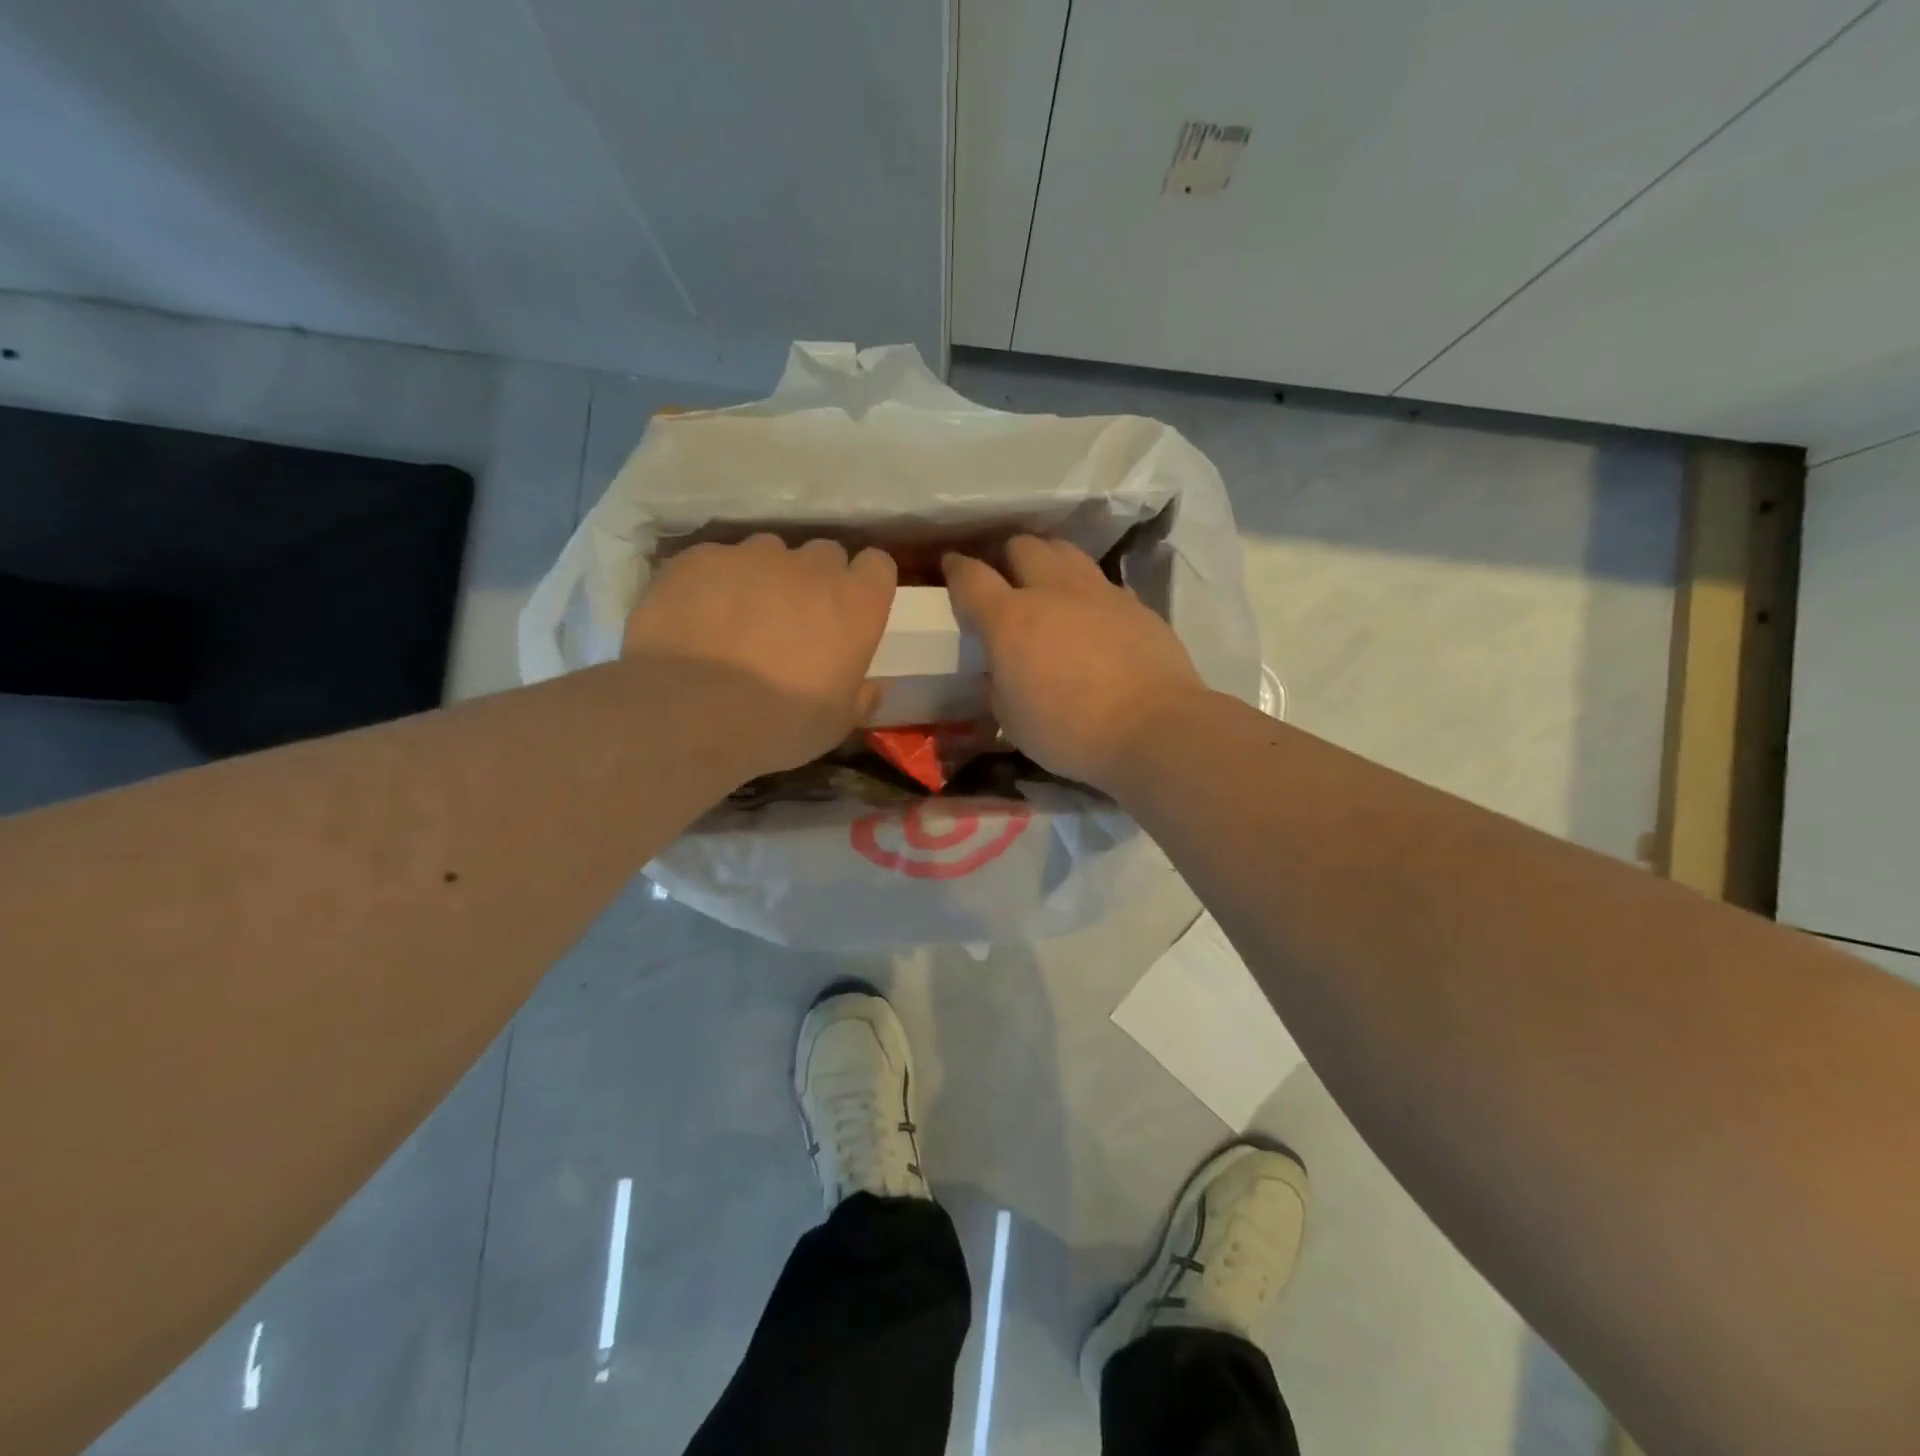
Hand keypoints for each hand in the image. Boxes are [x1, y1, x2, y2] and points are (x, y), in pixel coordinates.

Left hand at [624, 535, 895, 776]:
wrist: (689, 714)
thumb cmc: (779, 724)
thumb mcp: (836, 724)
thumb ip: (861, 696)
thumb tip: (874, 686)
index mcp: (855, 603)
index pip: (877, 566)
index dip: (864, 586)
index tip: (851, 613)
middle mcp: (810, 566)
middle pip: (824, 555)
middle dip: (815, 581)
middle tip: (795, 622)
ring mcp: (751, 556)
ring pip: (768, 553)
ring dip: (764, 579)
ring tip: (740, 620)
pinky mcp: (700, 558)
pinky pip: (717, 562)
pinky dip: (715, 584)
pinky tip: (698, 620)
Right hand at [943, 537, 1205, 788]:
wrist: (1152, 728)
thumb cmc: (1069, 731)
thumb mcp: (1012, 720)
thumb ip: (998, 686)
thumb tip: (1000, 672)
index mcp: (1010, 619)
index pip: (971, 577)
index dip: (956, 569)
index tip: (952, 567)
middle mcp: (1052, 591)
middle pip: (1023, 546)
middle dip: (1007, 556)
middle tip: (1006, 578)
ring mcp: (1098, 592)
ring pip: (1065, 551)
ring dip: (1049, 560)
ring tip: (1047, 582)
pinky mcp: (1135, 603)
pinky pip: (1102, 582)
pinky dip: (1087, 590)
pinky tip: (1091, 614)